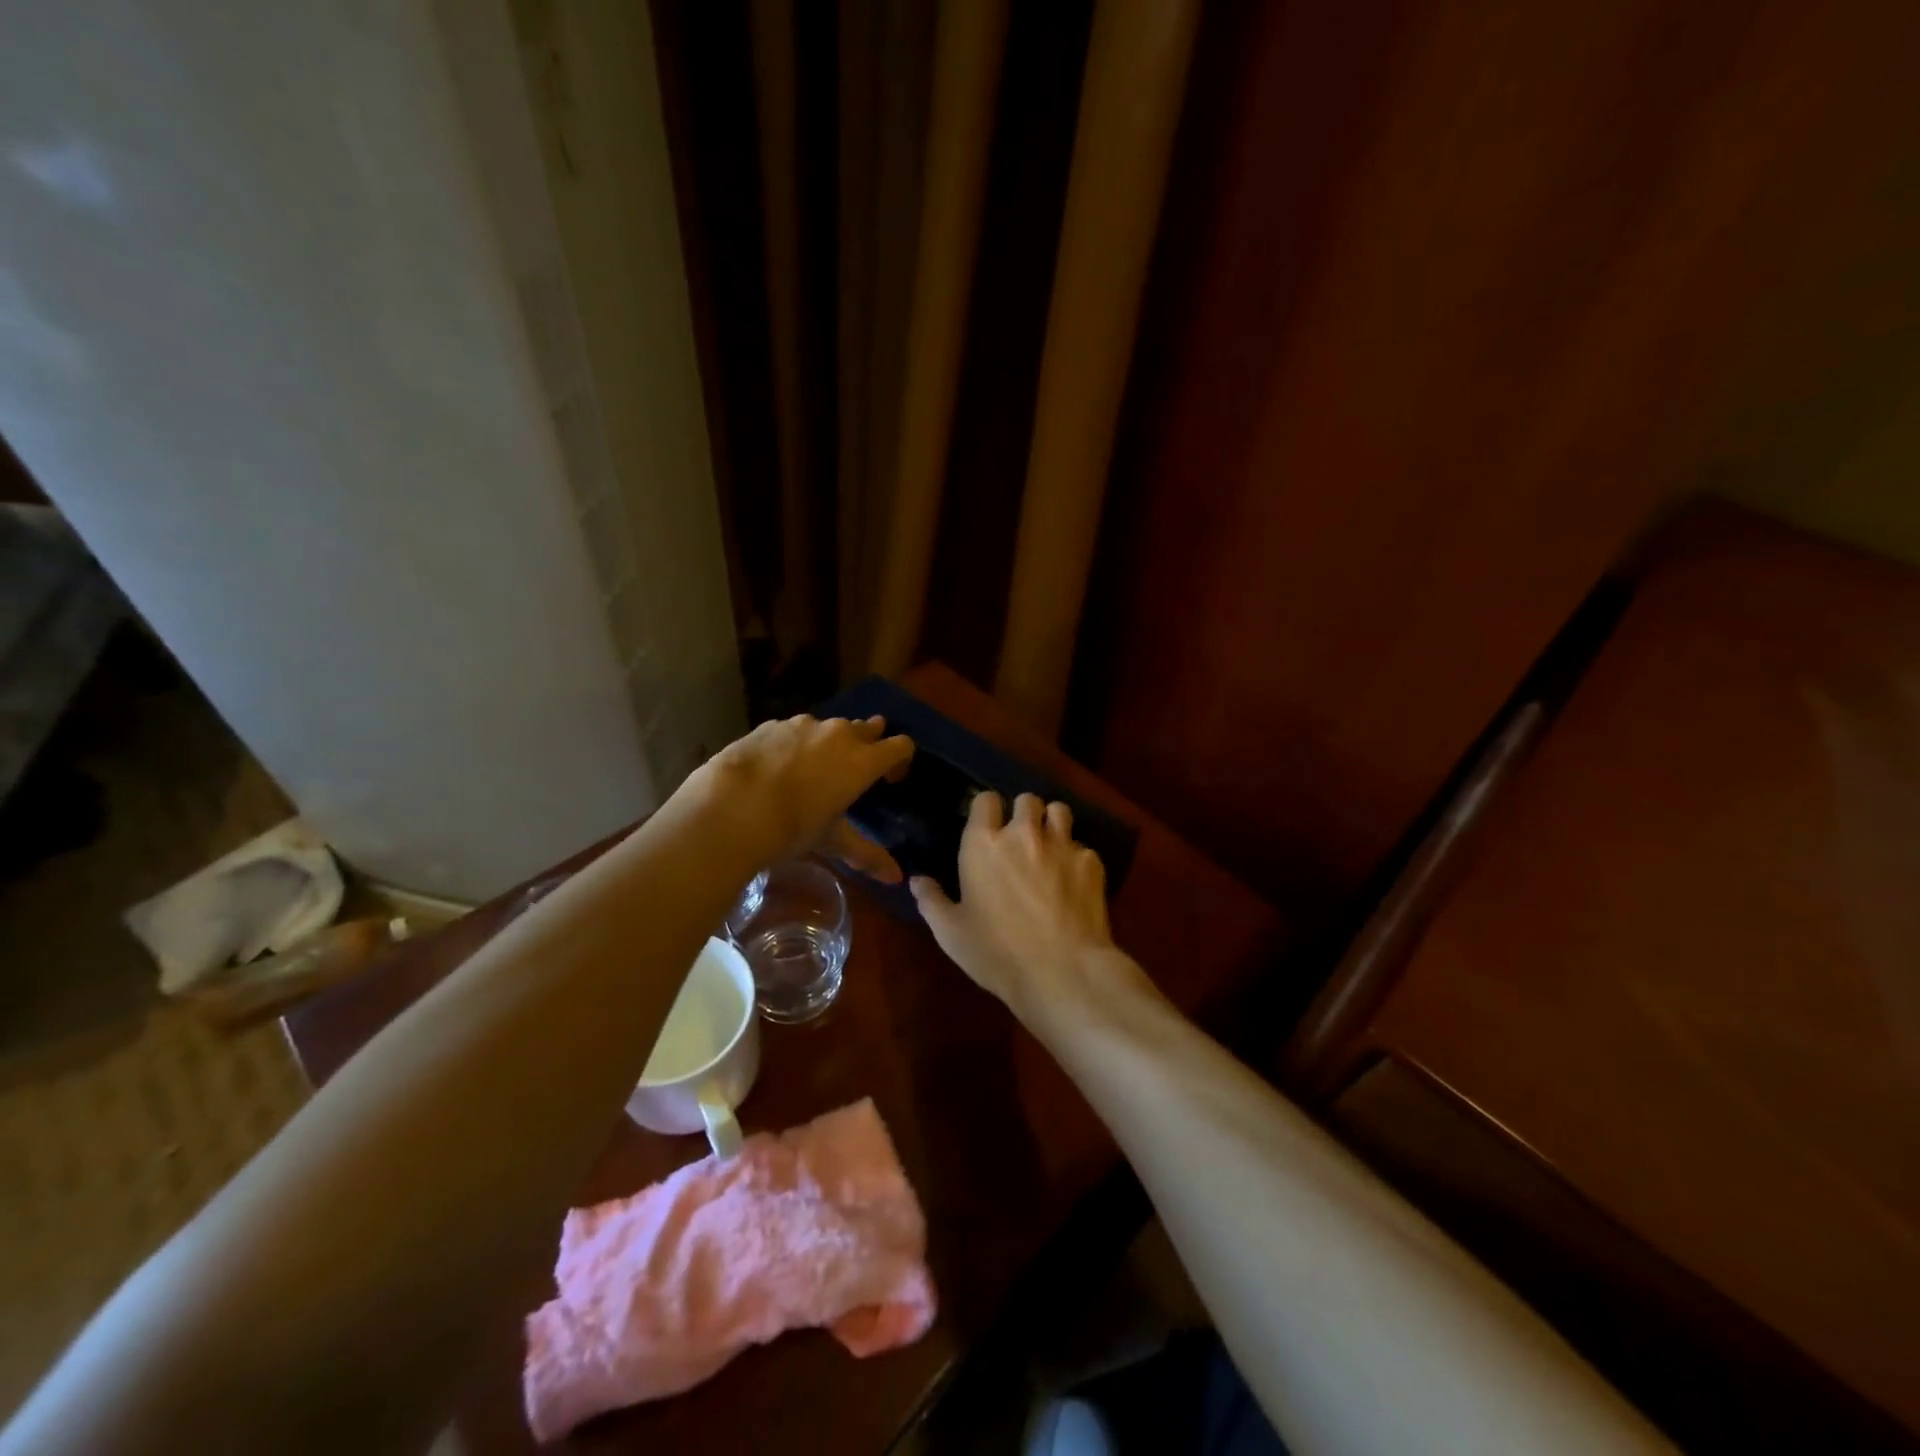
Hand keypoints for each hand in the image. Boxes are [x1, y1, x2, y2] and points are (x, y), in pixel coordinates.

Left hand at [691, 714, 913, 877]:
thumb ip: (867, 854)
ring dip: (830, 743)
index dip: (900, 760)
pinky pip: (794, 730)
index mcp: (862, 760)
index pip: (900, 746)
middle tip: (856, 768)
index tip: (890, 779)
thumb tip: (897, 878)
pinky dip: (796, 744)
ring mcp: (803, 725)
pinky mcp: (771, 725)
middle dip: (868, 743)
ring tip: (813, 770)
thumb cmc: (793, 826)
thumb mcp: (832, 840)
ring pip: (829, 727)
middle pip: (866, 728)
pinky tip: (778, 768)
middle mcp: (838, 733)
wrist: (732, 805)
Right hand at [909, 792, 1122, 1023]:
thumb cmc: (997, 953)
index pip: (986, 800)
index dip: (987, 808)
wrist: (1063, 971)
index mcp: (983, 844)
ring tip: (1051, 846)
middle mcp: (1023, 834)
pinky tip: (1074, 882)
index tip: (988, 824)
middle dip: (1024, 813)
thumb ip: (931, 901)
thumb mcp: (952, 933)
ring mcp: (1062, 845)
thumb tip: (917, 880)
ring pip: (1059, 811)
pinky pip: (1083, 847)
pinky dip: (1077, 859)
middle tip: (1021, 838)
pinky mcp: (1091, 862)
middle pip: (1027, 799)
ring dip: (1052, 823)